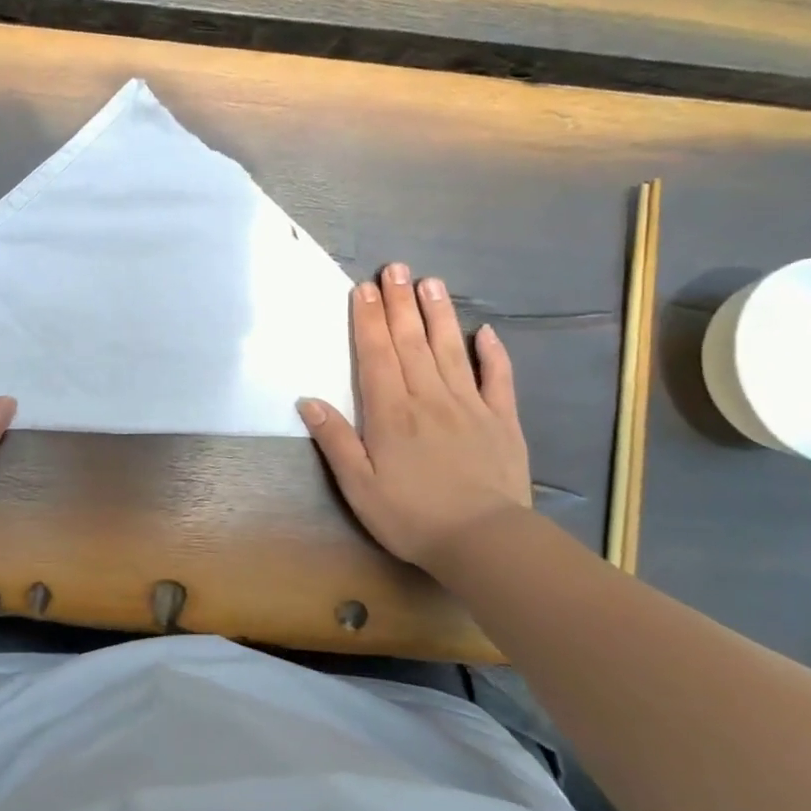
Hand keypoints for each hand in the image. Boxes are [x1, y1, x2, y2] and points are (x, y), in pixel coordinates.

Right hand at [298, 263, 531, 569]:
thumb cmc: (411, 516)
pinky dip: (493, 353)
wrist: (484, 542)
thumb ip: (335, 440)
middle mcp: (429, 398)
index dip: (367, 320)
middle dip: (400, 303)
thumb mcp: (359, 487)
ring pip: (450, 350)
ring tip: (430, 282)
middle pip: (411, 342)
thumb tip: (307, 401)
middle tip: (395, 268)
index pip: (376, 355)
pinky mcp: (502, 420)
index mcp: (391, 413)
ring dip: (439, 314)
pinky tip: (486, 331)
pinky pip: (497, 379)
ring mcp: (470, 405)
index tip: (363, 288)